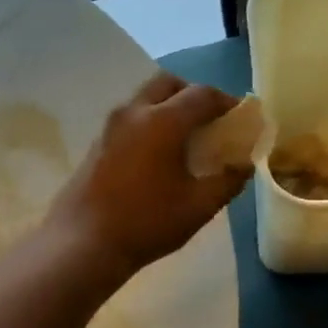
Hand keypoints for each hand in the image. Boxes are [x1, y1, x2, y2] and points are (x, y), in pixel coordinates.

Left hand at [46, 73, 249, 281]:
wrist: (83, 243)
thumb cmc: (147, 223)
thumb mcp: (199, 207)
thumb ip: (228, 181)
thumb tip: (245, 165)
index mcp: (163, 121)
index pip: (202, 95)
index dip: (227, 103)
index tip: (240, 118)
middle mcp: (134, 112)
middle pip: (169, 84)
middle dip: (194, 95)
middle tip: (210, 121)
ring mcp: (111, 126)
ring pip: (146, 98)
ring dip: (169, 106)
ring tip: (186, 139)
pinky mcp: (98, 142)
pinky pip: (131, 117)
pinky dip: (150, 122)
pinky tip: (158, 155)